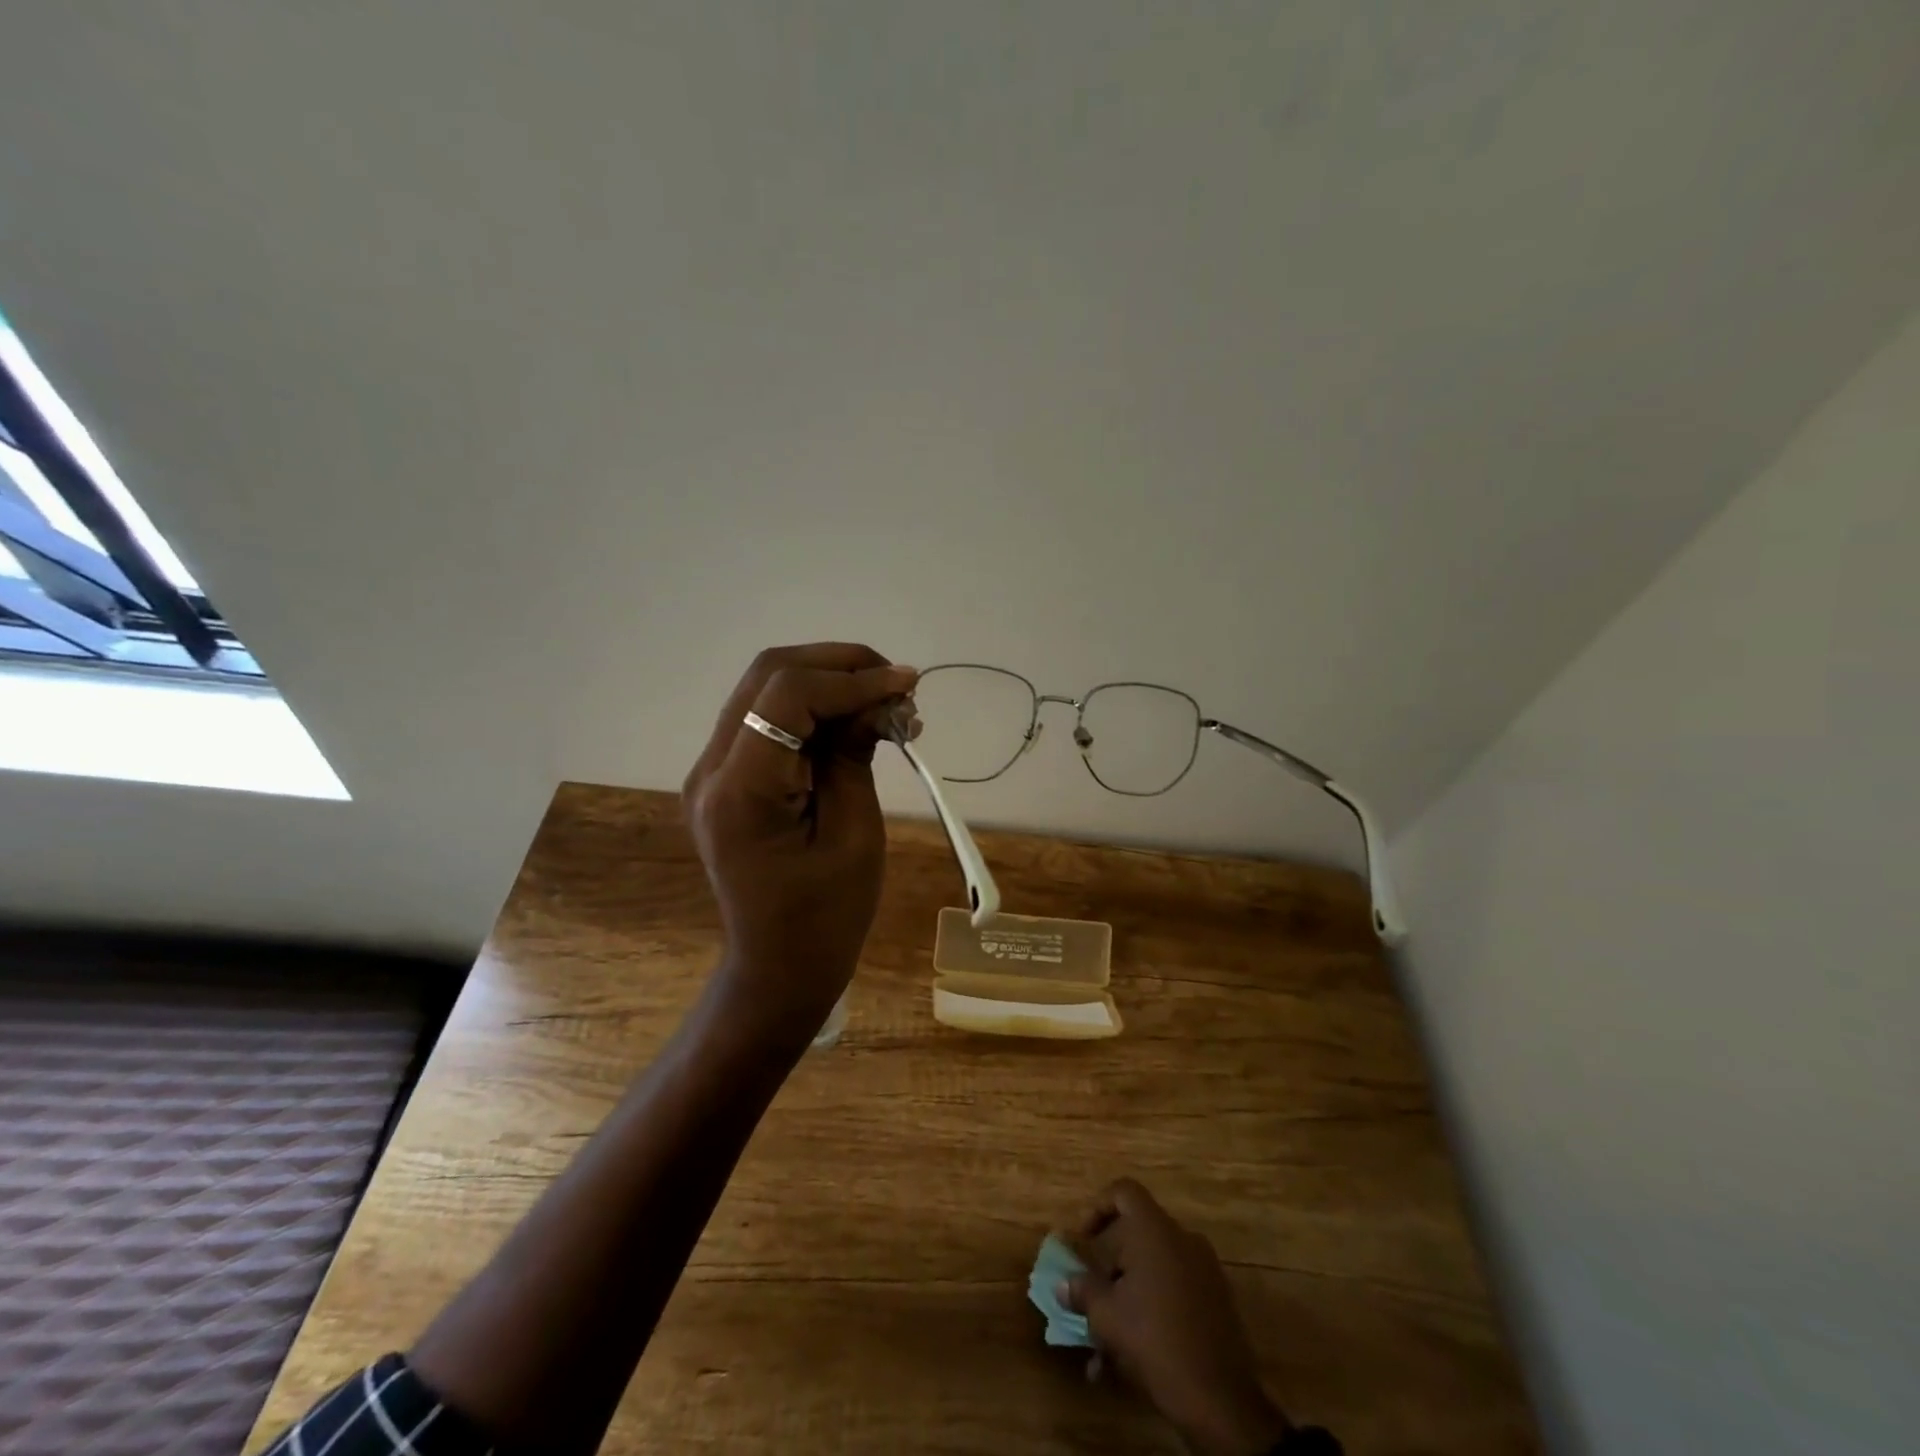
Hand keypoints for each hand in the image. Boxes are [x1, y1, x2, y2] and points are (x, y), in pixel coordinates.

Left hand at [683, 643, 918, 1028]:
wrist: (778, 968)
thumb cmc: (826, 918)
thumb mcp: (856, 835)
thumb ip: (857, 755)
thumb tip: (880, 698)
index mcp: (741, 792)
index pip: (787, 696)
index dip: (851, 679)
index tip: (907, 685)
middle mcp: (711, 770)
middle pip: (768, 674)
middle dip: (839, 665)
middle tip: (897, 684)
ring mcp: (711, 772)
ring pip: (766, 688)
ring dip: (829, 681)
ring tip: (886, 701)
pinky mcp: (726, 778)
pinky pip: (768, 719)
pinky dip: (815, 708)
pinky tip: (857, 721)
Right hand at [1064, 1179, 1290, 1455]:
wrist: (1220, 1399)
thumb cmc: (1155, 1341)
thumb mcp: (1107, 1317)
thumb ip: (1083, 1291)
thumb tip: (1064, 1284)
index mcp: (1155, 1230)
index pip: (1124, 1191)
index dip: (1098, 1207)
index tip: (1084, 1240)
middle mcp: (1182, 1238)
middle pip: (1138, 1233)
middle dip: (1111, 1264)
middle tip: (1093, 1294)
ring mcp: (1204, 1269)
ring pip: (1155, 1267)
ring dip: (1129, 1293)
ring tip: (1107, 1338)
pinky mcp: (1217, 1299)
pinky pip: (1175, 1289)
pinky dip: (1152, 1307)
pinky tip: (1135, 1352)